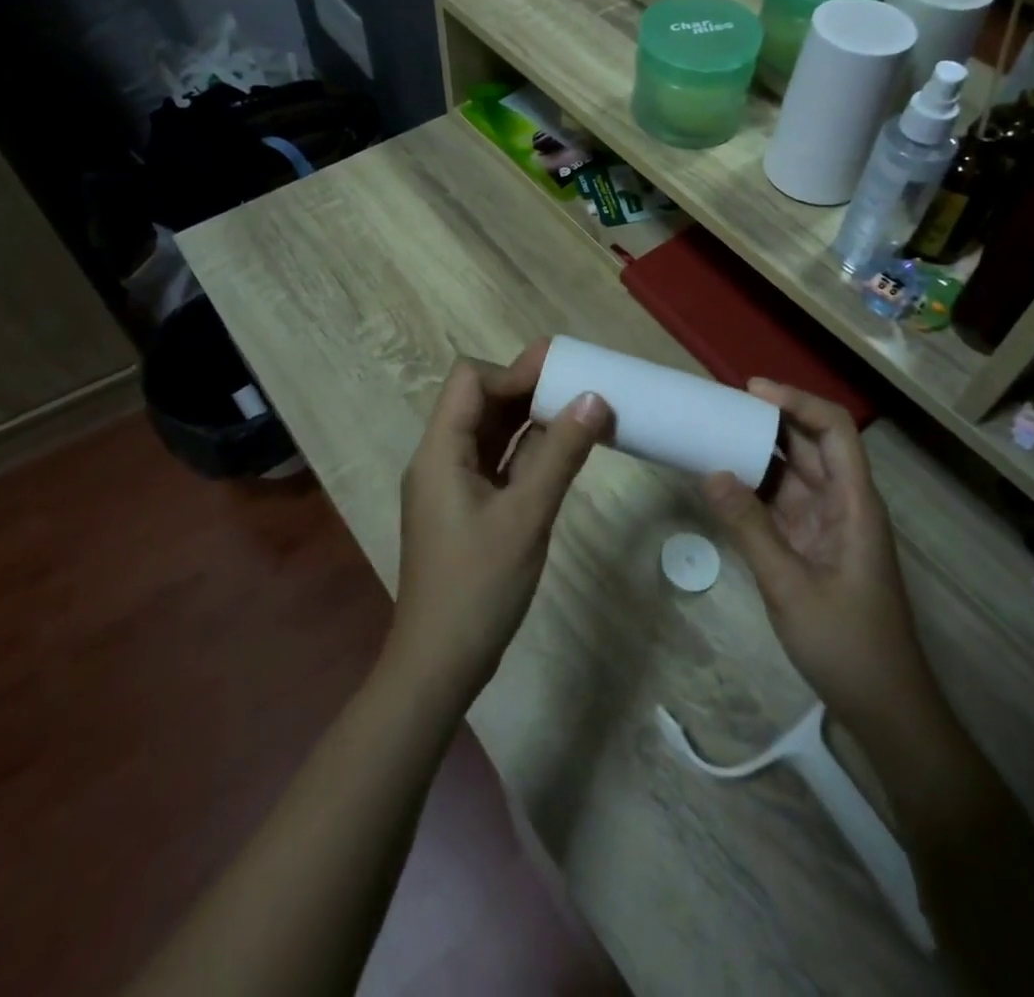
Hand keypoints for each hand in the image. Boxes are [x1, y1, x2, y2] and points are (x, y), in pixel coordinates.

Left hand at [390, 340, 610, 701]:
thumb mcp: (526, 516)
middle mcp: (440, 458)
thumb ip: (560, 454)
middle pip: (480, 402)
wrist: (439, 663)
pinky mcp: (465, 508)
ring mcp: (451, 485)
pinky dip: (526, 451)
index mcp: (440, 451)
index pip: (470, 380)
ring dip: (530, 419)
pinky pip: (496, 463)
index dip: (514, 371)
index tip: (562, 374)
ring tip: (579, 409)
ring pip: (490, 432)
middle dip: (527, 388)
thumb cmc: (478, 586)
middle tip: (581, 382)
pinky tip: (562, 451)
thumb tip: (594, 398)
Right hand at [702, 381, 925, 721]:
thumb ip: (750, 528)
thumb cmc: (848, 645)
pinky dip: (754, 489)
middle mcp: (843, 504)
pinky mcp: (813, 548)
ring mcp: (828, 526)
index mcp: (854, 503)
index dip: (797, 402)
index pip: (834, 430)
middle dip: (770, 420)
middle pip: (812, 445)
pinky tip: (723, 482)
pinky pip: (782, 504)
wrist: (886, 710)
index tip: (752, 391)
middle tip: (720, 406)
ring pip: (794, 473)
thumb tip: (711, 473)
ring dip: (759, 453)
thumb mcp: (790, 586)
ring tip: (715, 433)